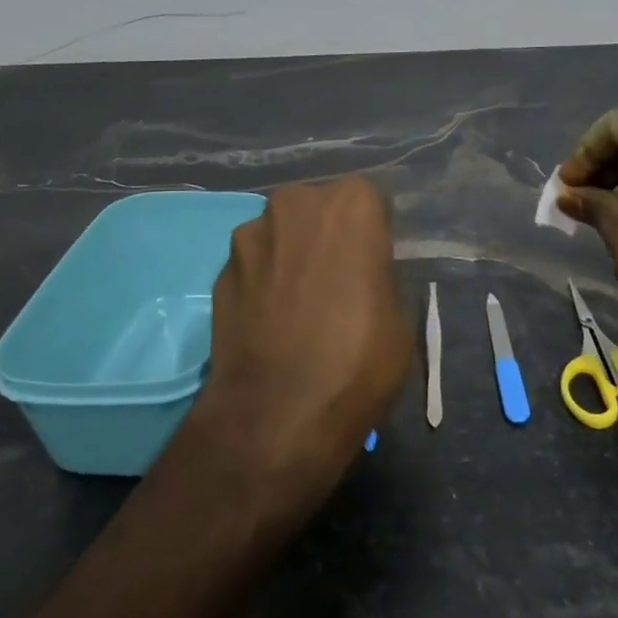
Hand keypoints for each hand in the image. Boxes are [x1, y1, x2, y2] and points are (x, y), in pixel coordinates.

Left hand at [187, 178, 412, 523]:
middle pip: (318, 209)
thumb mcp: (399, 317)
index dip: (372, 234)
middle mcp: (295, 204)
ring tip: (299, 305)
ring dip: (291, 255)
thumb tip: (364, 274)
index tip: (373, 265)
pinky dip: (263, 282)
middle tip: (338, 280)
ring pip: (282, 234)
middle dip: (327, 235)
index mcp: (351, 205)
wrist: (277, 415)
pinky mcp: (218, 270)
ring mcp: (250, 236)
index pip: (368, 202)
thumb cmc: (358, 360)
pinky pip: (254, 265)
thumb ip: (380, 276)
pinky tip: (271, 321)